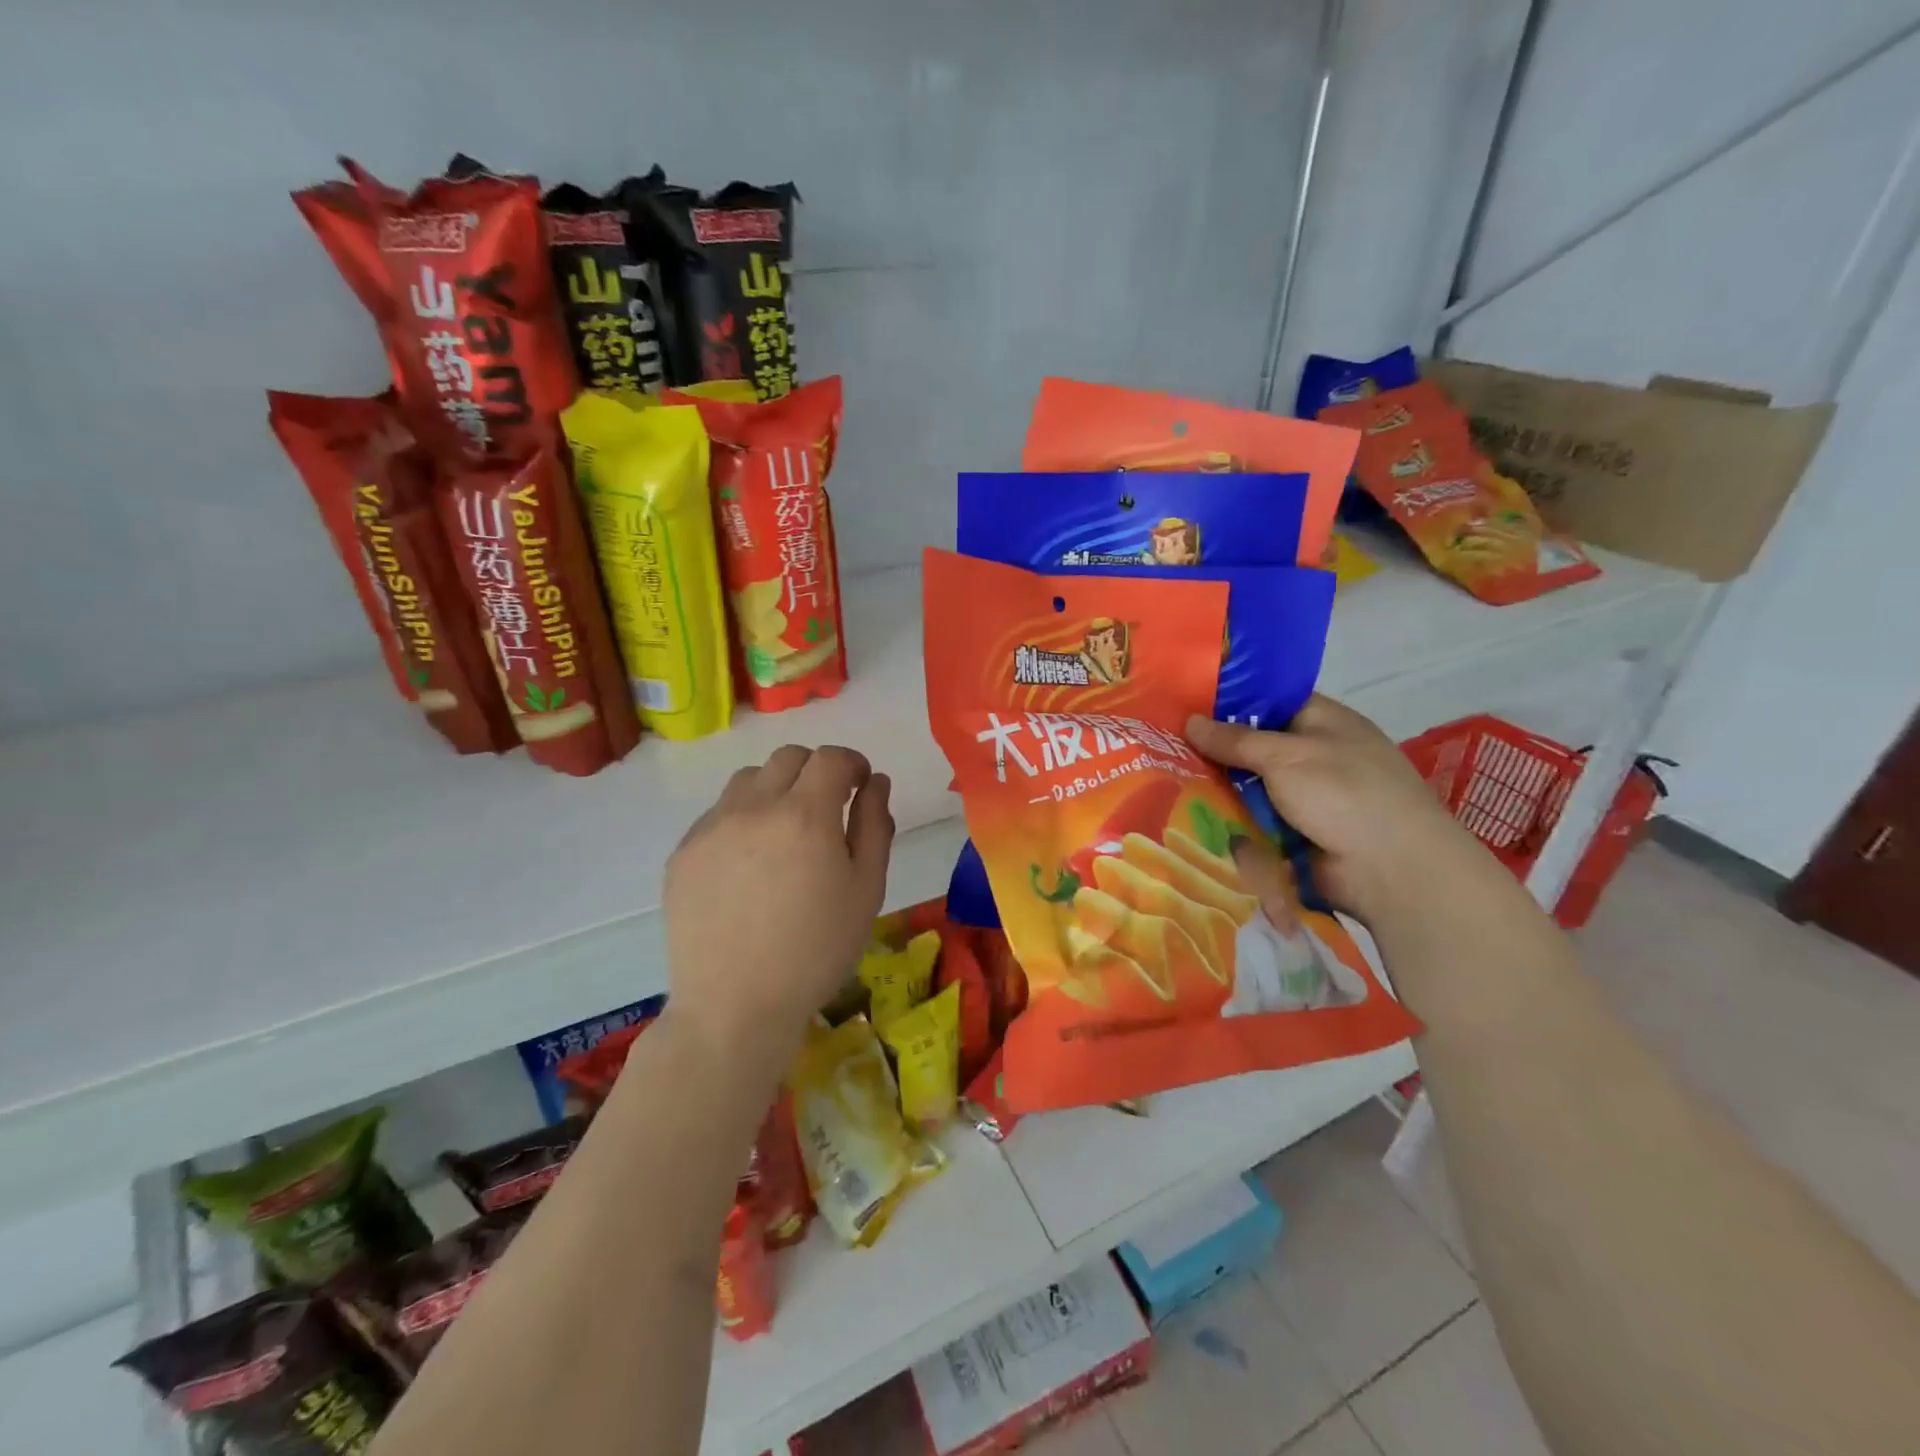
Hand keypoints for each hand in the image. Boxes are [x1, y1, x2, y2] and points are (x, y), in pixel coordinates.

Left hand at [663, 745, 893, 1059]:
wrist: (734, 1006)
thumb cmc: (816, 951)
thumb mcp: (866, 891)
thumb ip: (874, 826)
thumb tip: (876, 783)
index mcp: (805, 815)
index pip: (831, 758)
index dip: (853, 764)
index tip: (861, 786)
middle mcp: (754, 807)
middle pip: (788, 757)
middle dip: (816, 770)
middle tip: (829, 807)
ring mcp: (711, 828)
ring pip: (748, 779)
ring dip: (776, 788)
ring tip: (785, 832)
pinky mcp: (683, 852)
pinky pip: (718, 813)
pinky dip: (742, 819)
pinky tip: (749, 864)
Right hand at [1186, 696, 1488, 920]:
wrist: (1392, 870)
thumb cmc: (1345, 793)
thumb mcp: (1285, 756)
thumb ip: (1235, 739)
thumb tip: (1189, 721)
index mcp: (1322, 721)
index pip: (1268, 701)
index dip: (1228, 702)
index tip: (1183, 706)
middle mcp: (1313, 755)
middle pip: (1253, 747)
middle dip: (1214, 751)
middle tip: (1165, 748)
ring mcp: (1305, 797)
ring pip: (1248, 787)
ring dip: (1219, 790)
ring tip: (1168, 783)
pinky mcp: (1295, 834)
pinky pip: (1253, 821)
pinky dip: (1231, 821)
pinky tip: (1190, 818)